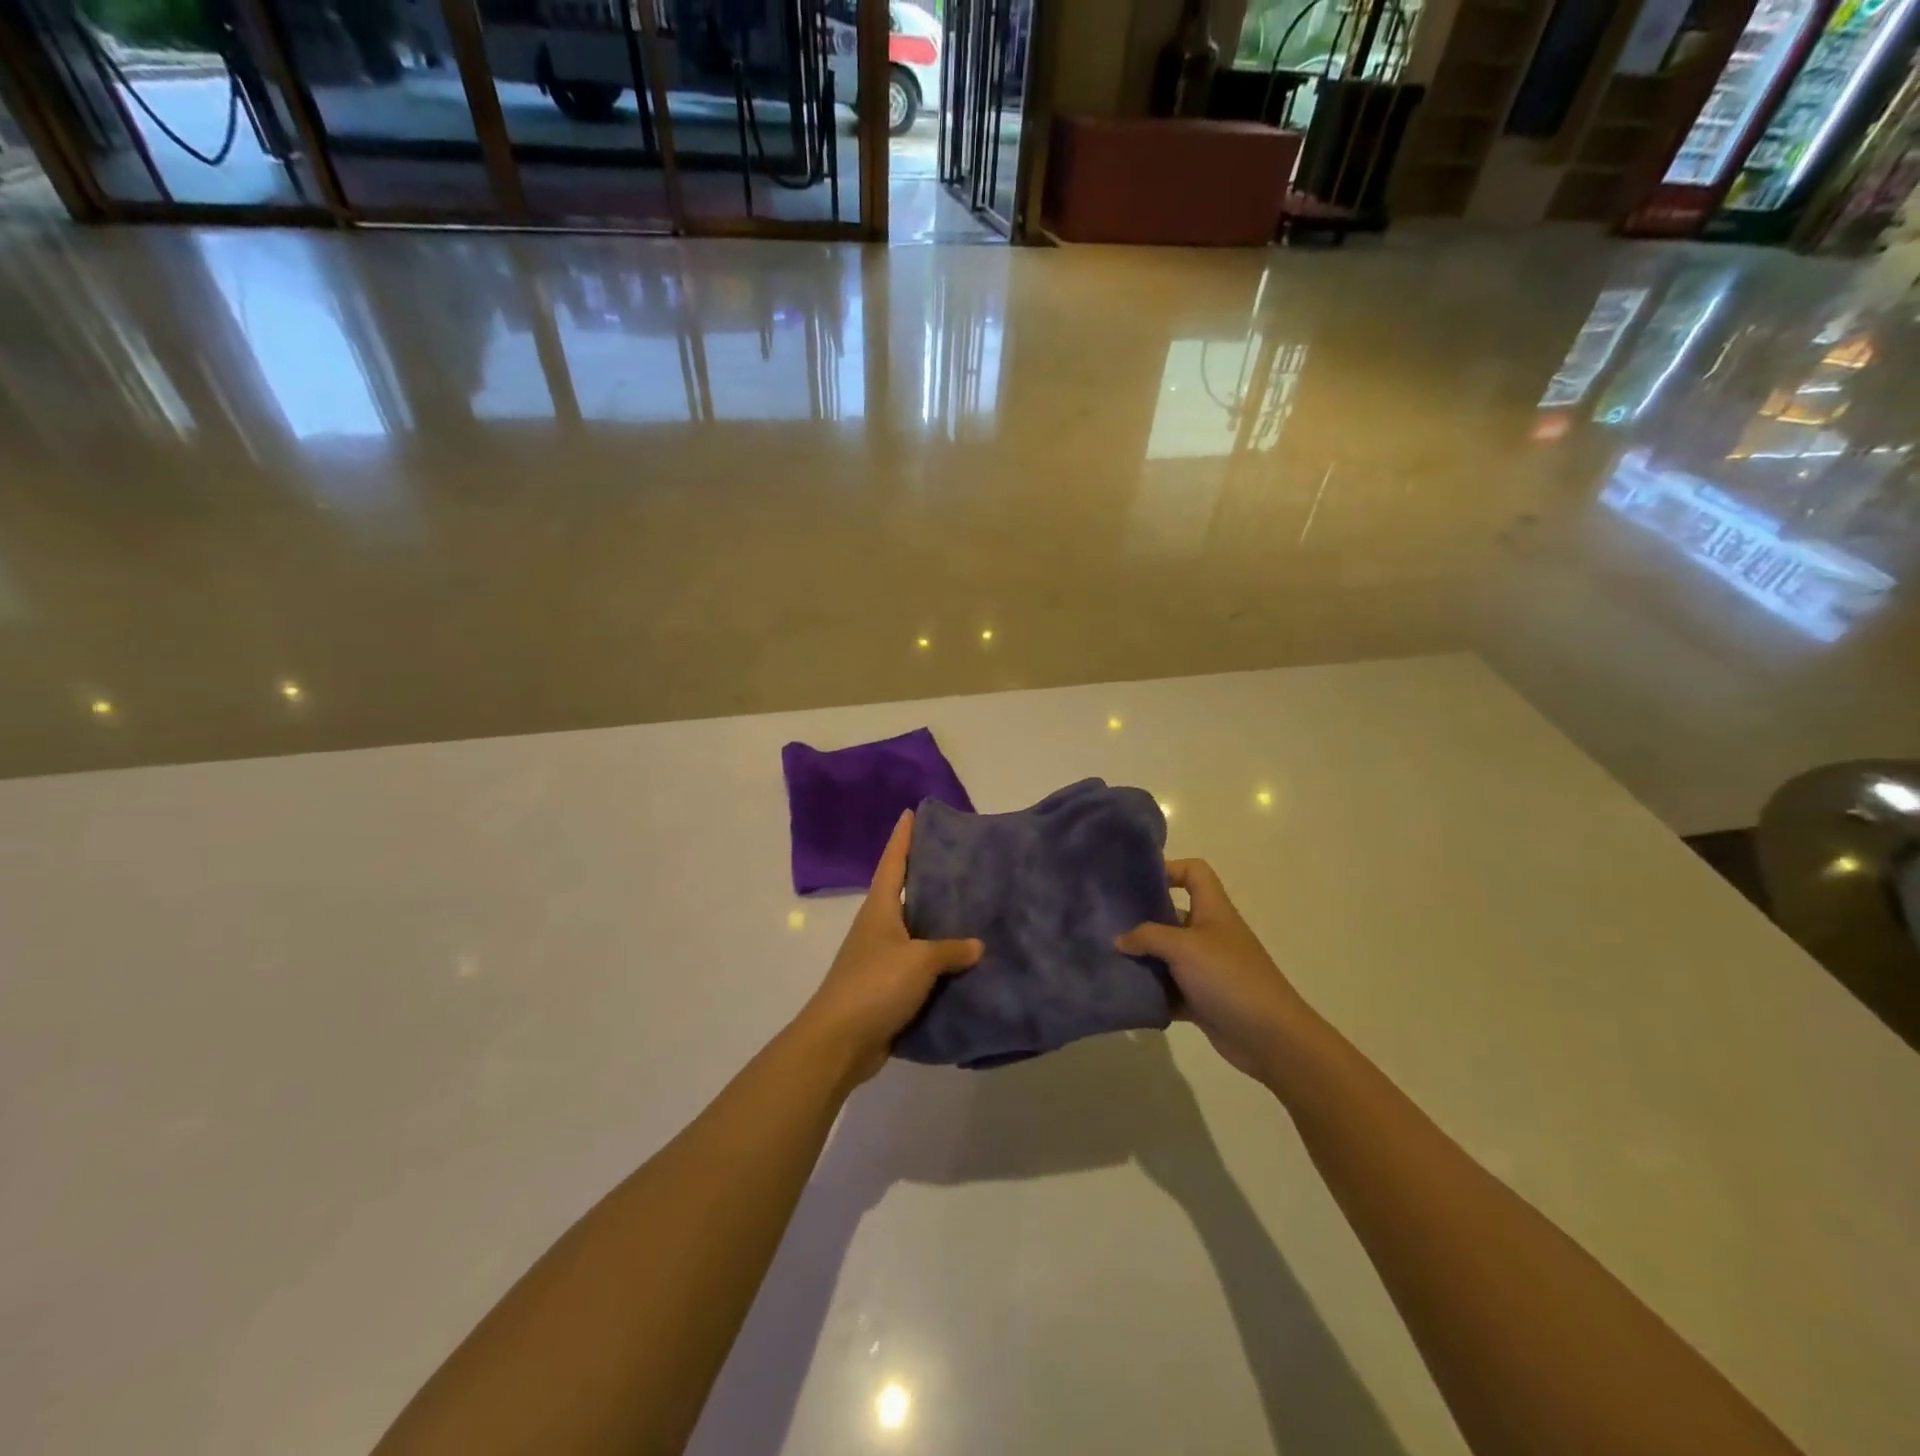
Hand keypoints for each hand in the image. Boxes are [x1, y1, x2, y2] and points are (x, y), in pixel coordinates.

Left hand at [796, 810, 982, 1083]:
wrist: (840, 1041)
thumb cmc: (875, 985)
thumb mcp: (919, 960)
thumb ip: (950, 950)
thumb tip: (978, 945)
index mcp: (880, 909)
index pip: (893, 862)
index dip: (903, 838)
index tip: (912, 812)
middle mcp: (879, 927)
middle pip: (905, 893)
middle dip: (928, 877)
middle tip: (961, 862)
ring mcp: (881, 958)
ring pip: (915, 932)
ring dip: (938, 923)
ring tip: (972, 910)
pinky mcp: (887, 988)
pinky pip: (919, 967)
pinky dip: (939, 962)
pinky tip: (964, 963)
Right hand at [1114, 859, 1305, 1084]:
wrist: (1270, 1037)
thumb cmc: (1229, 977)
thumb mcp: (1184, 947)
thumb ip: (1147, 937)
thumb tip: (1119, 940)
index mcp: (1212, 910)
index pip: (1194, 872)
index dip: (1169, 868)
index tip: (1136, 882)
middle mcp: (1209, 934)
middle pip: (1171, 914)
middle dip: (1141, 918)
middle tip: (1106, 923)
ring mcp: (1205, 968)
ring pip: (1166, 955)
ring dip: (1142, 959)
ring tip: (1107, 959)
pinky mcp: (1200, 999)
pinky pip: (1168, 989)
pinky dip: (1151, 991)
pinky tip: (1125, 993)